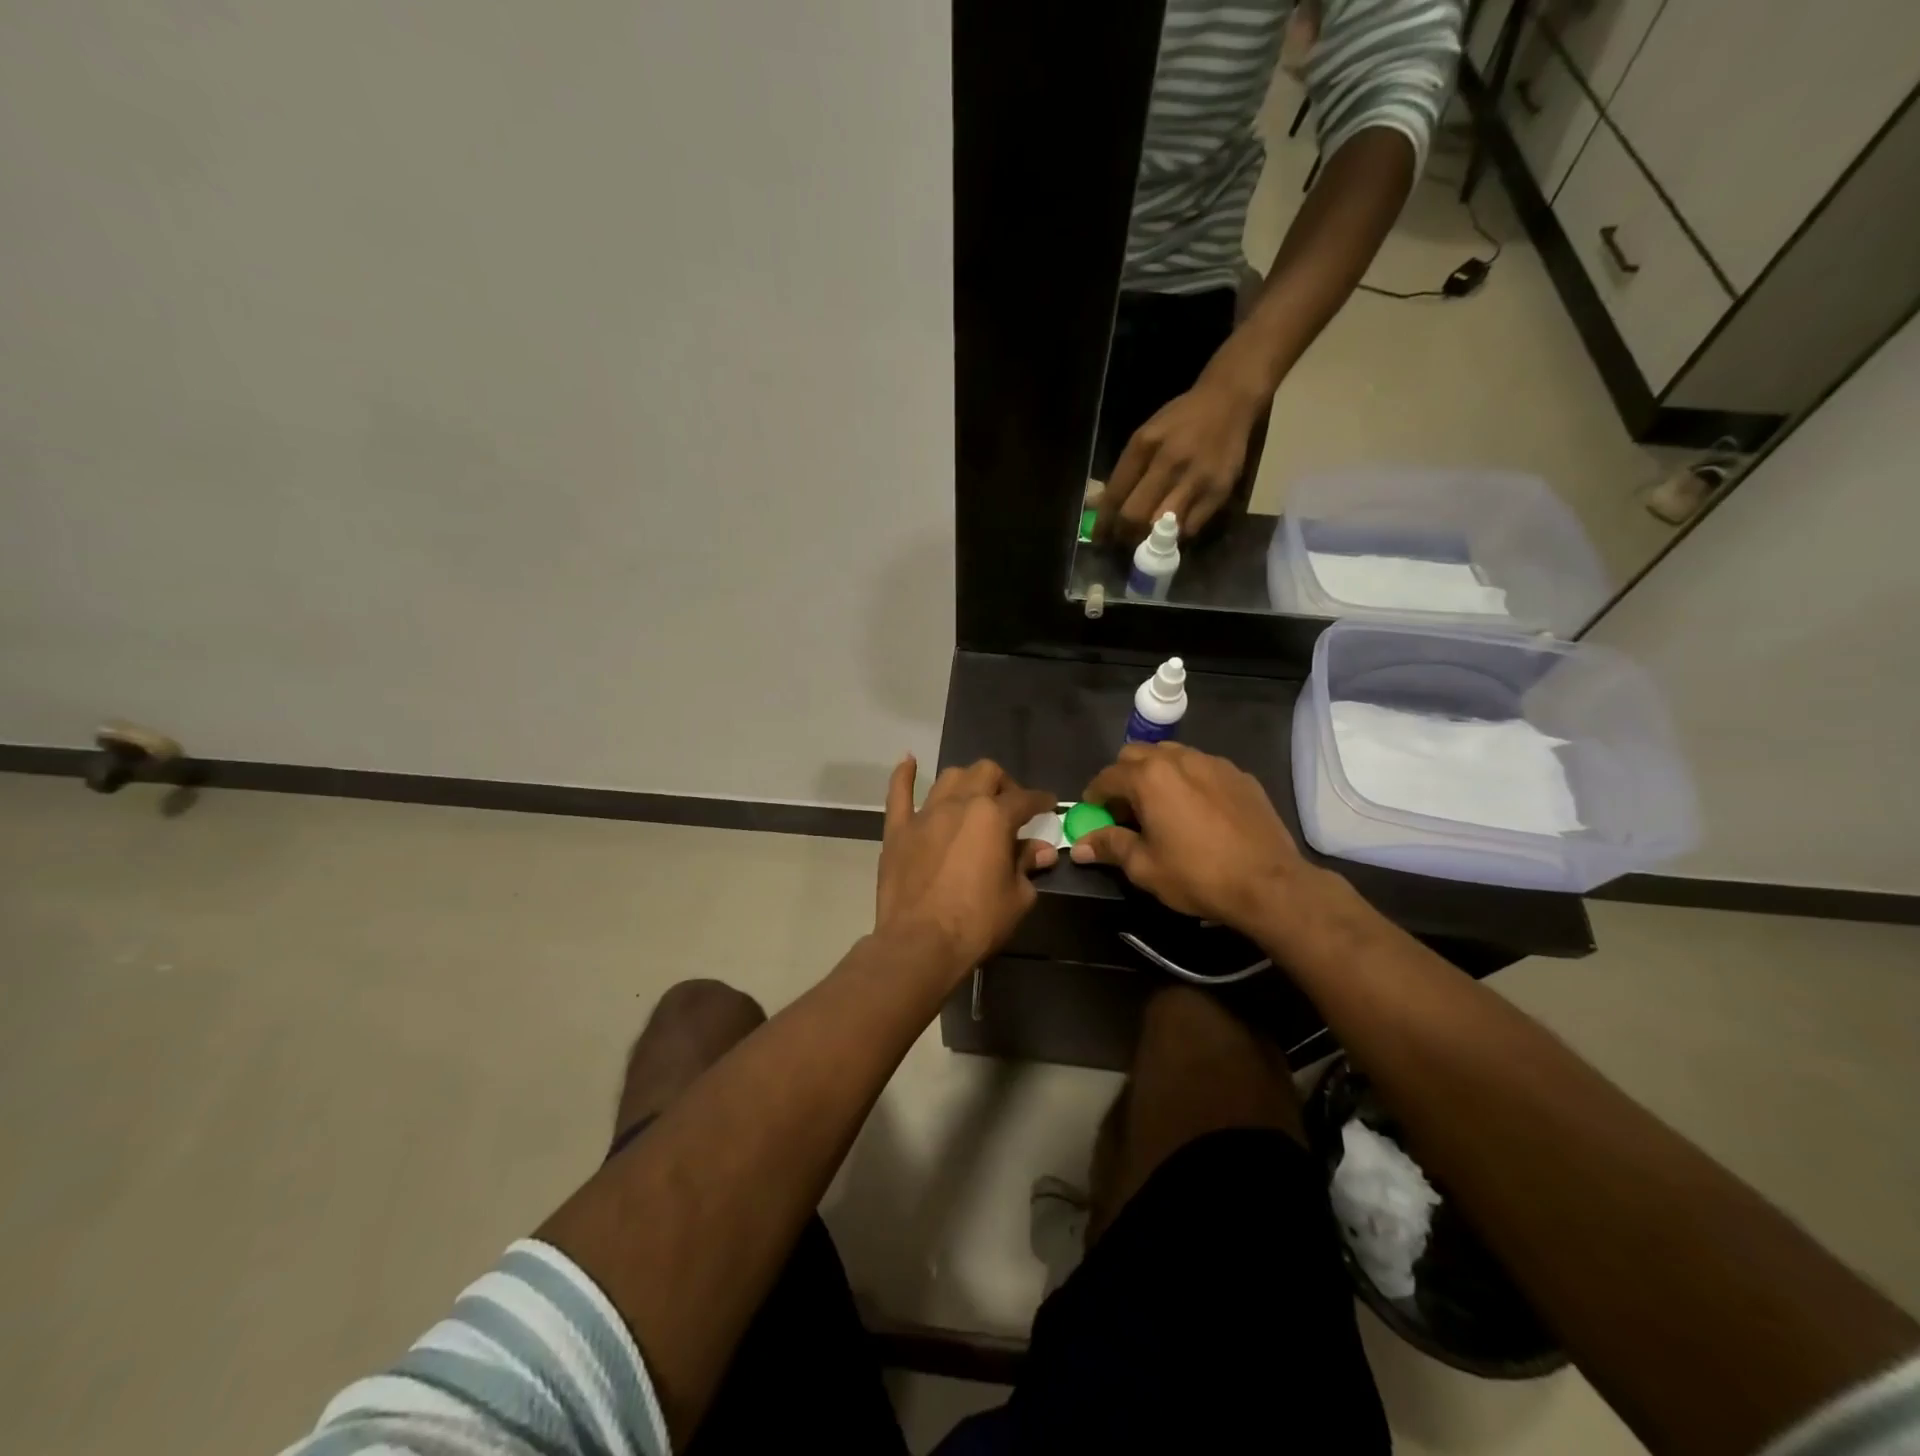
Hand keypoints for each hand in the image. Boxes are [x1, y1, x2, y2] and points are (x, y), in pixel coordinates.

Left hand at [876, 756, 1056, 978]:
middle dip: (1004, 784)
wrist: (920, 944)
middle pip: (986, 773)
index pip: (1025, 799)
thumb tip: (1041, 850)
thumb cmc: (976, 922)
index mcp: (993, 817)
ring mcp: (924, 814)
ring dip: (967, 781)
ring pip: (949, 778)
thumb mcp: (1017, 897)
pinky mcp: (897, 830)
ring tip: (973, 796)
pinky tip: (909, 761)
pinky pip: (898, 793)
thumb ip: (1027, 865)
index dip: (1041, 801)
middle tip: (1011, 806)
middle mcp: (960, 804)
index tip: (1048, 805)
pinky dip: (904, 775)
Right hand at [1069, 743, 1314, 933]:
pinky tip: (1197, 810)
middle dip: (1124, 777)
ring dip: (1156, 773)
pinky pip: (1202, 767)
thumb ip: (1110, 846)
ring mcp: (1213, 763)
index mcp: (1149, 777)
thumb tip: (1080, 846)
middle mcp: (1179, 759)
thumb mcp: (1145, 867)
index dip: (1095, 796)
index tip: (1094, 814)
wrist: (1270, 884)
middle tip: (1126, 810)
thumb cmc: (1198, 875)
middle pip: (1137, 754)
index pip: (1107, 776)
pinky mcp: (1240, 775)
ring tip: (1161, 806)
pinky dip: (1189, 780)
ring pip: (1172, 754)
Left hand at [1096, 370, 1263, 542]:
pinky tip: (1173, 530)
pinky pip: (1190, 527)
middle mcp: (1170, 461)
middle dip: (1124, 534)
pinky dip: (1177, 534)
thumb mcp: (1145, 437)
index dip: (1104, 523)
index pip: (1115, 495)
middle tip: (1122, 540)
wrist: (1229, 401)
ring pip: (1162, 527)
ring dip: (1150, 539)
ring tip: (1145, 540)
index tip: (1099, 539)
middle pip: (1136, 515)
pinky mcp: (1219, 491)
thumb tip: (1095, 505)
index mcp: (1144, 445)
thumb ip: (1123, 472)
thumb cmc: (1180, 421)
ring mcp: (1196, 478)